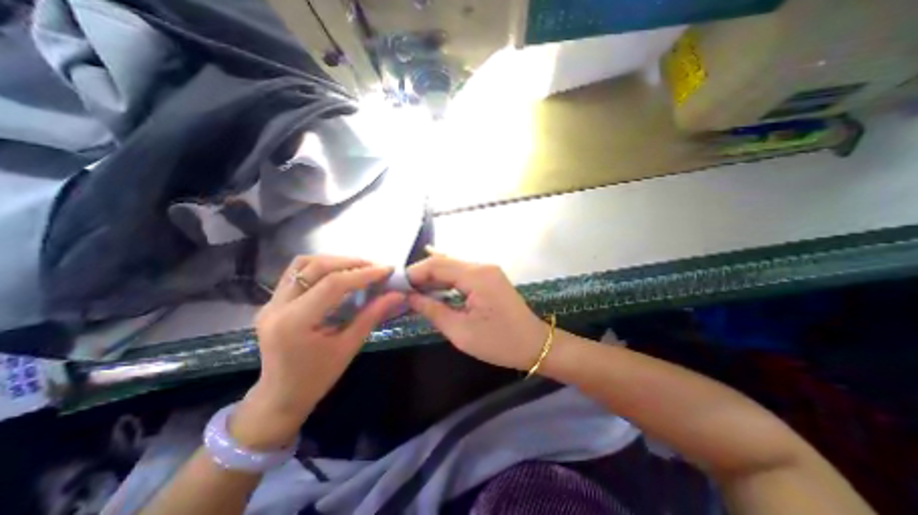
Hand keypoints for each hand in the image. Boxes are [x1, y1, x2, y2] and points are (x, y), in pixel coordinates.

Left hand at [229, 255, 403, 448]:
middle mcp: (277, 306)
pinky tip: (338, 275)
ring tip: (358, 268)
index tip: (387, 270)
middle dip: (350, 263)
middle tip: (375, 268)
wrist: (279, 397)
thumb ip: (372, 316)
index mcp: (295, 323)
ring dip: (334, 261)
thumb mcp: (349, 347)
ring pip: (303, 264)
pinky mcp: (273, 302)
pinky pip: (297, 273)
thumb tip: (397, 295)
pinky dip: (321, 267)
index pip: (333, 284)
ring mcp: (271, 302)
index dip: (363, 274)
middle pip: (317, 267)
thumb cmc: (317, 378)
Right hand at [408, 256, 544, 369]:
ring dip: (433, 276)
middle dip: (421, 274)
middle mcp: (482, 266)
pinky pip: (462, 272)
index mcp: (476, 276)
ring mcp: (487, 270)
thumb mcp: (461, 332)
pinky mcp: (489, 277)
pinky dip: (446, 277)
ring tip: (412, 289)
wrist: (534, 344)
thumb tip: (409, 297)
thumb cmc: (499, 343)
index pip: (437, 265)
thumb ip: (433, 310)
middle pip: (444, 262)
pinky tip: (432, 280)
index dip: (414, 273)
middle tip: (401, 289)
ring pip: (453, 266)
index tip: (396, 286)